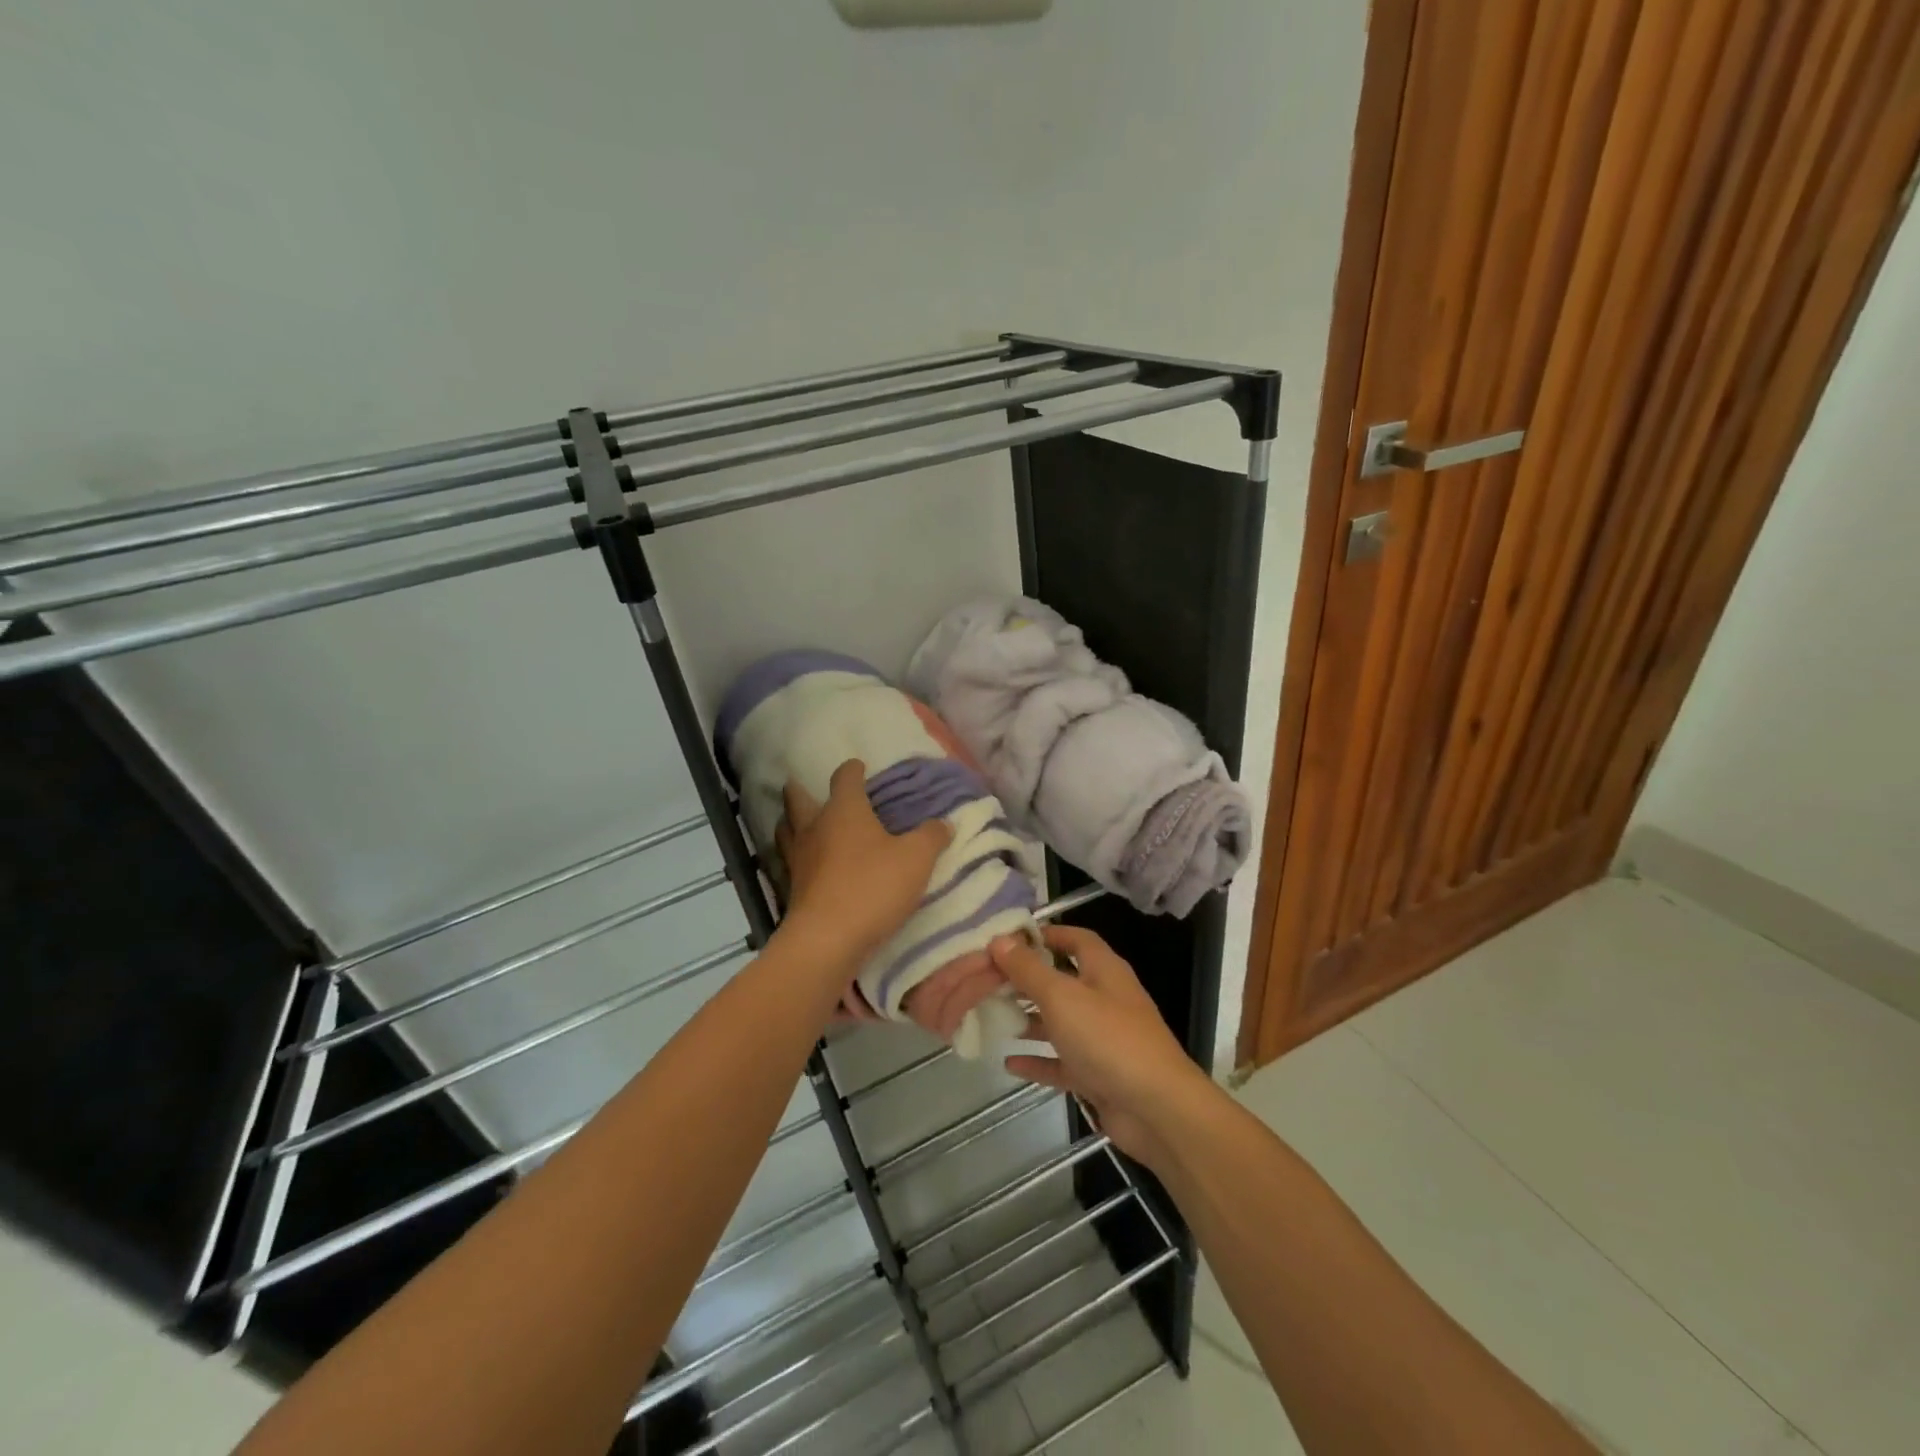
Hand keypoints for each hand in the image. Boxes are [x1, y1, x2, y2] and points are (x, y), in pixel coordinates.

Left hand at [775, 759, 951, 973]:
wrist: (828, 940)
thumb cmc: (873, 887)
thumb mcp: (916, 859)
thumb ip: (931, 837)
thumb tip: (943, 823)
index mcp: (844, 811)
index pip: (845, 778)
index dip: (852, 770)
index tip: (858, 766)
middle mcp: (815, 828)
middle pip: (798, 800)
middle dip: (800, 790)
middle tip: (803, 786)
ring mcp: (799, 859)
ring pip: (787, 831)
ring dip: (791, 823)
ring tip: (800, 823)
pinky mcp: (793, 890)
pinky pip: (791, 862)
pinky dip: (797, 857)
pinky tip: (808, 865)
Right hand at [990, 924, 1212, 1170]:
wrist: (1156, 1110)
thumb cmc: (1108, 1038)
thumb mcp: (1061, 996)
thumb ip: (1028, 968)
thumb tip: (1000, 938)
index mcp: (1103, 970)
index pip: (1074, 938)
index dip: (1044, 934)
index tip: (1006, 939)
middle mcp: (1104, 998)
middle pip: (1062, 979)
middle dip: (1027, 978)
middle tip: (987, 979)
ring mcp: (1102, 1038)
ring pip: (1060, 1021)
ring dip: (1030, 1018)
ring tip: (991, 1015)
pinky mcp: (1098, 1074)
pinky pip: (1061, 1062)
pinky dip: (1037, 1060)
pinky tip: (1008, 1062)